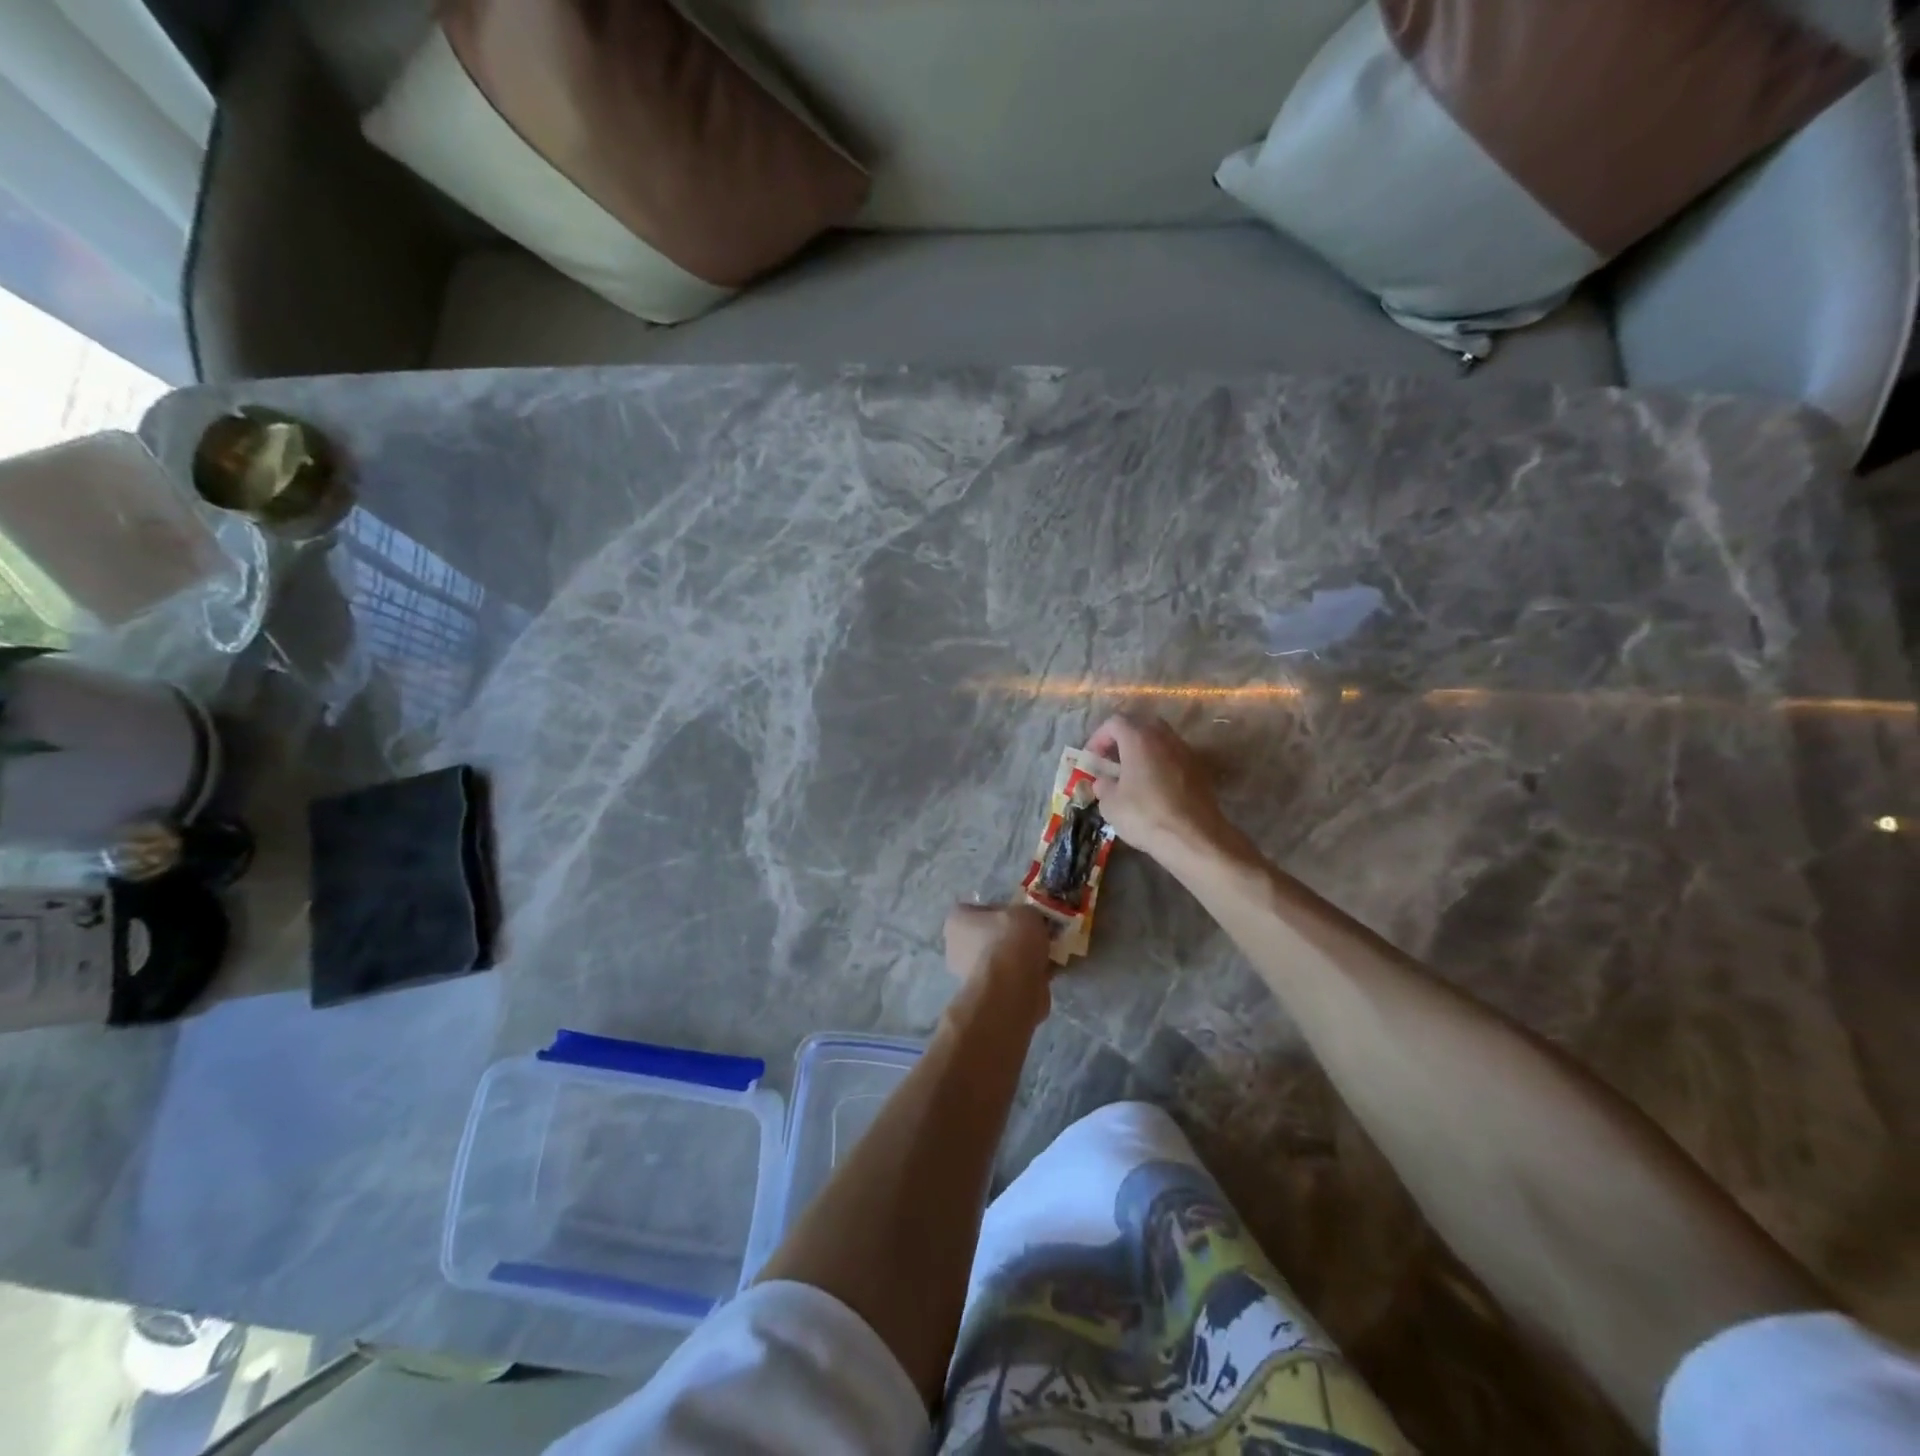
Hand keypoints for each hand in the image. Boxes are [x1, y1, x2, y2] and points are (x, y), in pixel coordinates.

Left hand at [944, 902, 1050, 985]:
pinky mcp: (989, 996)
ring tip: (1048, 953)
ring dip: (1022, 959)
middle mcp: (957, 948)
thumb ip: (1026, 914)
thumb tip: (1029, 923)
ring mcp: (971, 976)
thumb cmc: (1010, 940)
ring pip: (1002, 960)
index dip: (1000, 910)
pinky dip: (1028, 977)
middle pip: (990, 936)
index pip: (976, 910)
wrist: (1012, 989)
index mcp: (957, 922)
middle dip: (1012, 937)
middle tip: (1037, 933)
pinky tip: (1049, 971)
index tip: (1020, 914)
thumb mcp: (1025, 912)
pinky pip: (1011, 980)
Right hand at [1085, 713, 1237, 861]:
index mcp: (1138, 739)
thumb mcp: (1110, 804)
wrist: (1194, 838)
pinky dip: (1161, 764)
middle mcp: (1164, 738)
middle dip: (1124, 739)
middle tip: (1113, 760)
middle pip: (1140, 725)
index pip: (1114, 723)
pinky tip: (1155, 787)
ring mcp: (1186, 752)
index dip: (1099, 737)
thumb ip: (1103, 786)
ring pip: (1160, 740)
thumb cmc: (1145, 816)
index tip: (1092, 758)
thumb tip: (1104, 782)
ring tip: (1134, 774)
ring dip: (1144, 751)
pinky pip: (1174, 757)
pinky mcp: (1200, 770)